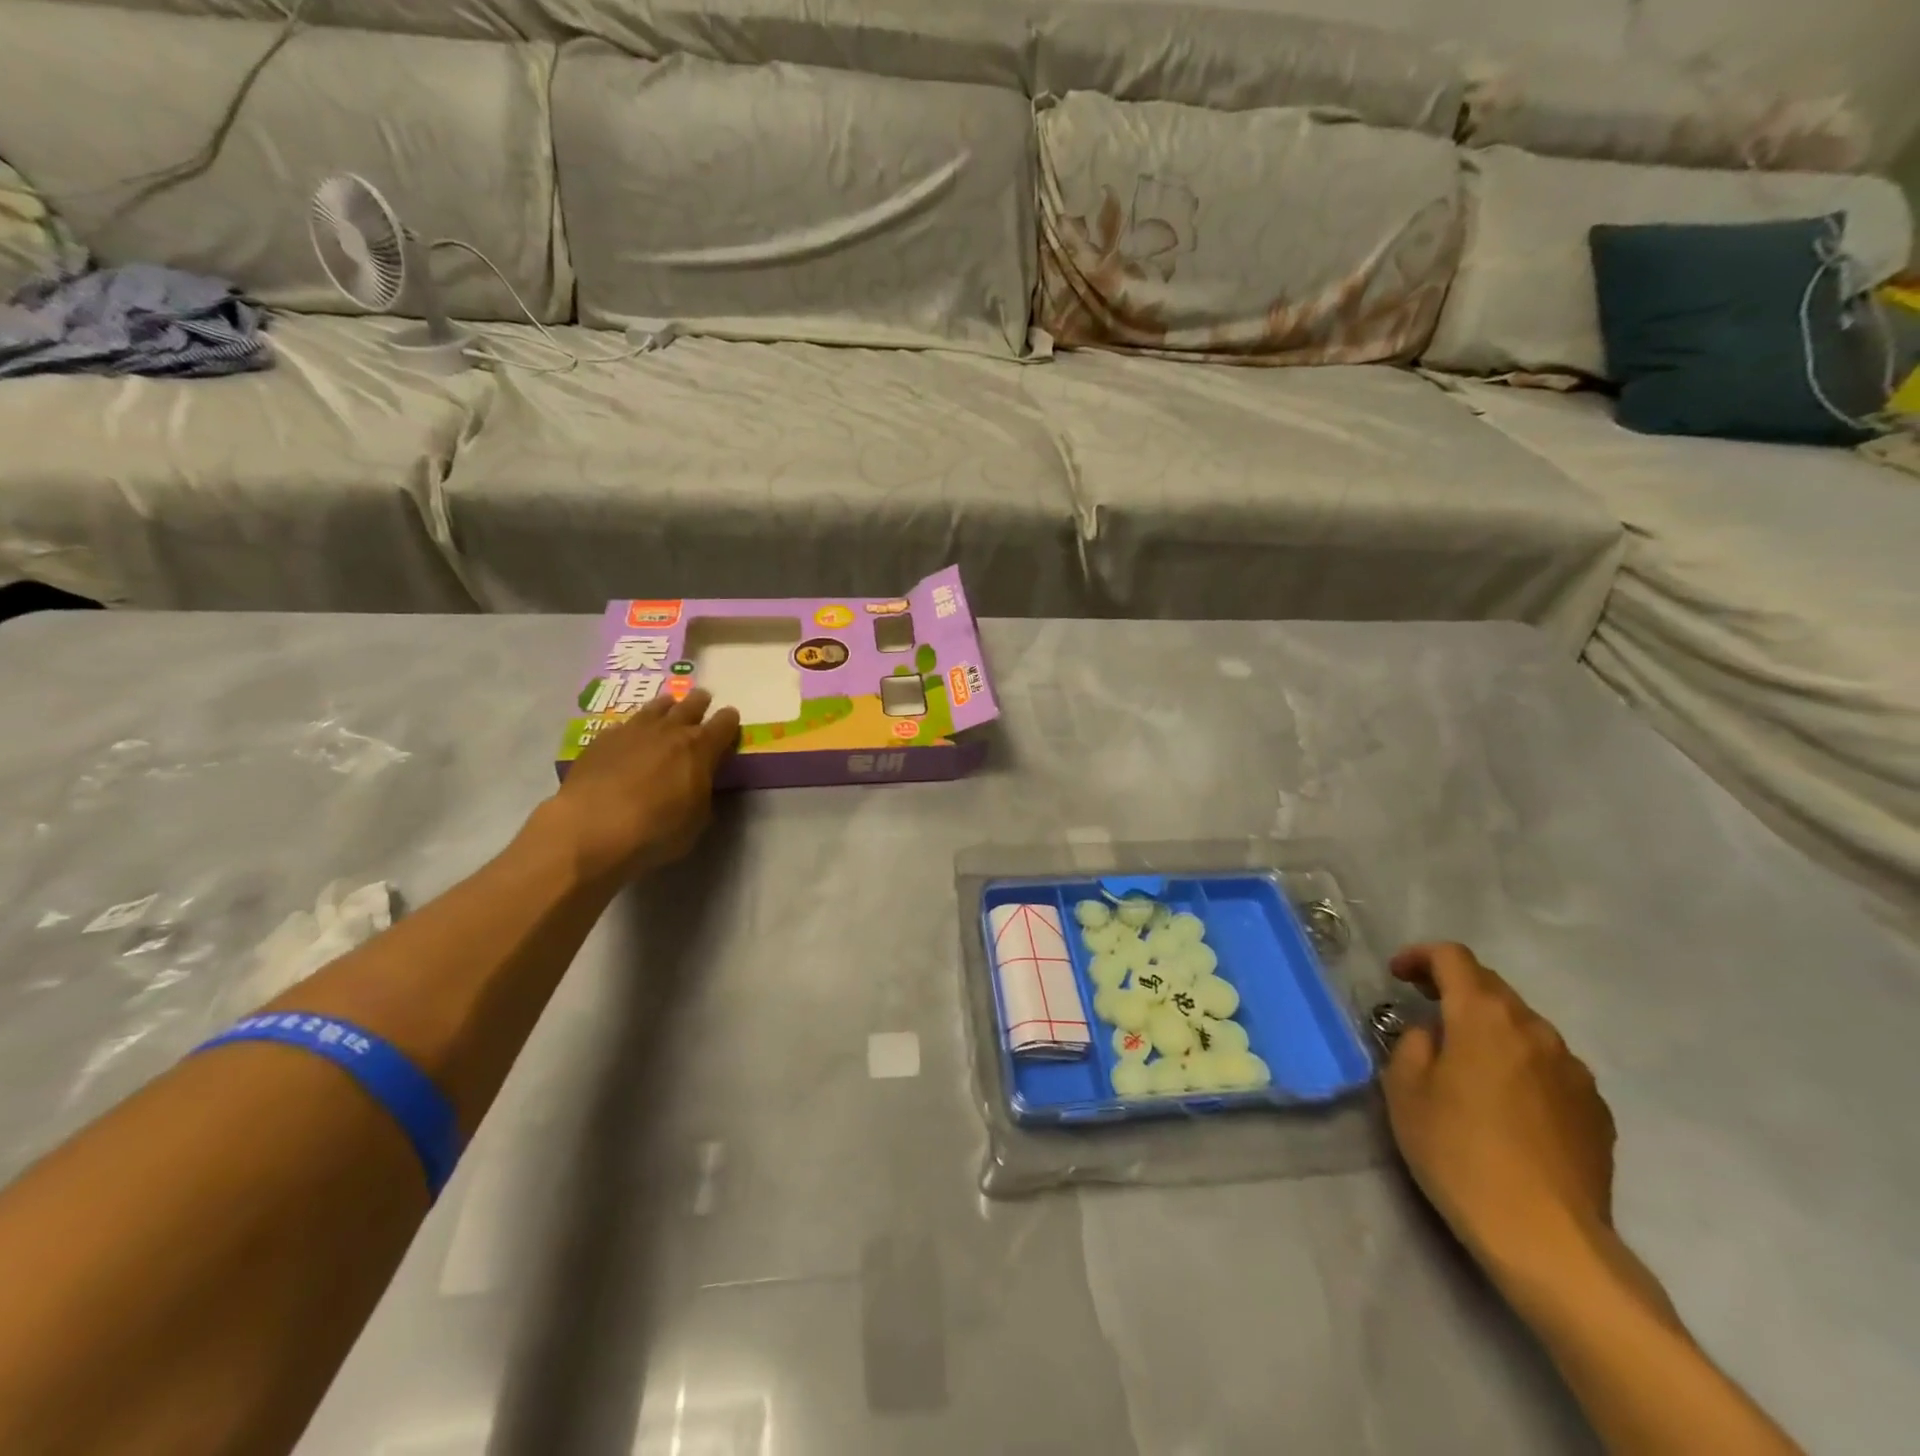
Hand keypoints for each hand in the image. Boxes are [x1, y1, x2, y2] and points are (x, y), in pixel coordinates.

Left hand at [539, 689, 740, 881]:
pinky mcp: (602, 740)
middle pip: (690, 705)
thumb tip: (700, 783)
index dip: (730, 720)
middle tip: (702, 699)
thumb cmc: (656, 830)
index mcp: (700, 749)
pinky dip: (633, 727)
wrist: (592, 828)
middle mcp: (669, 731)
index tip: (731, 719)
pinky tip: (629, 735)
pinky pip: (624, 724)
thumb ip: (703, 793)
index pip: (724, 724)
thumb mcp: (697, 819)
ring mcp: (633, 731)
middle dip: (699, 702)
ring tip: (669, 705)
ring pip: (656, 707)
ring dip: (666, 706)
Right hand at [1381, 943, 1616, 1289]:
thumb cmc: (1458, 1151)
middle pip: (1492, 987)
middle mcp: (1536, 1030)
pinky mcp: (1596, 1109)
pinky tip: (1505, 1101)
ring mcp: (1573, 1070)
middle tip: (1423, 1006)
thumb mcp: (1404, 1089)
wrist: (1546, 1237)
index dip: (1420, 956)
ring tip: (1465, 1059)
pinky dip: (1520, 1063)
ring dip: (1490, 1027)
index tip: (1397, 974)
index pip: (1453, 958)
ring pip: (1524, 1027)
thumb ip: (1414, 1044)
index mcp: (1484, 1016)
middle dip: (1454, 988)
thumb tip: (1434, 1034)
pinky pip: (1549, 1066)